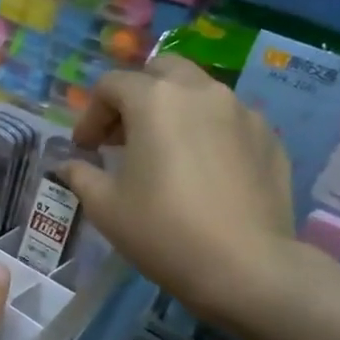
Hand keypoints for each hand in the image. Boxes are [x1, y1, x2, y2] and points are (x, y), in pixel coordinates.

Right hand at [59, 54, 304, 335]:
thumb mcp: (105, 206)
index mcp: (154, 99)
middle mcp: (200, 91)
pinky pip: (229, 120)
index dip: (90, 115)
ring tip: (164, 152)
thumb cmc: (162, 230)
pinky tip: (203, 172)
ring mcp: (242, 111)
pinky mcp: (269, 138)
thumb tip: (69, 165)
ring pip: (199, 93)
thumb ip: (81, 175)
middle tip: (123, 136)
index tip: (85, 149)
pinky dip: (208, 132)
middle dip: (135, 96)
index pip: (111, 85)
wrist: (245, 267)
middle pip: (160, 72)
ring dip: (173, 111)